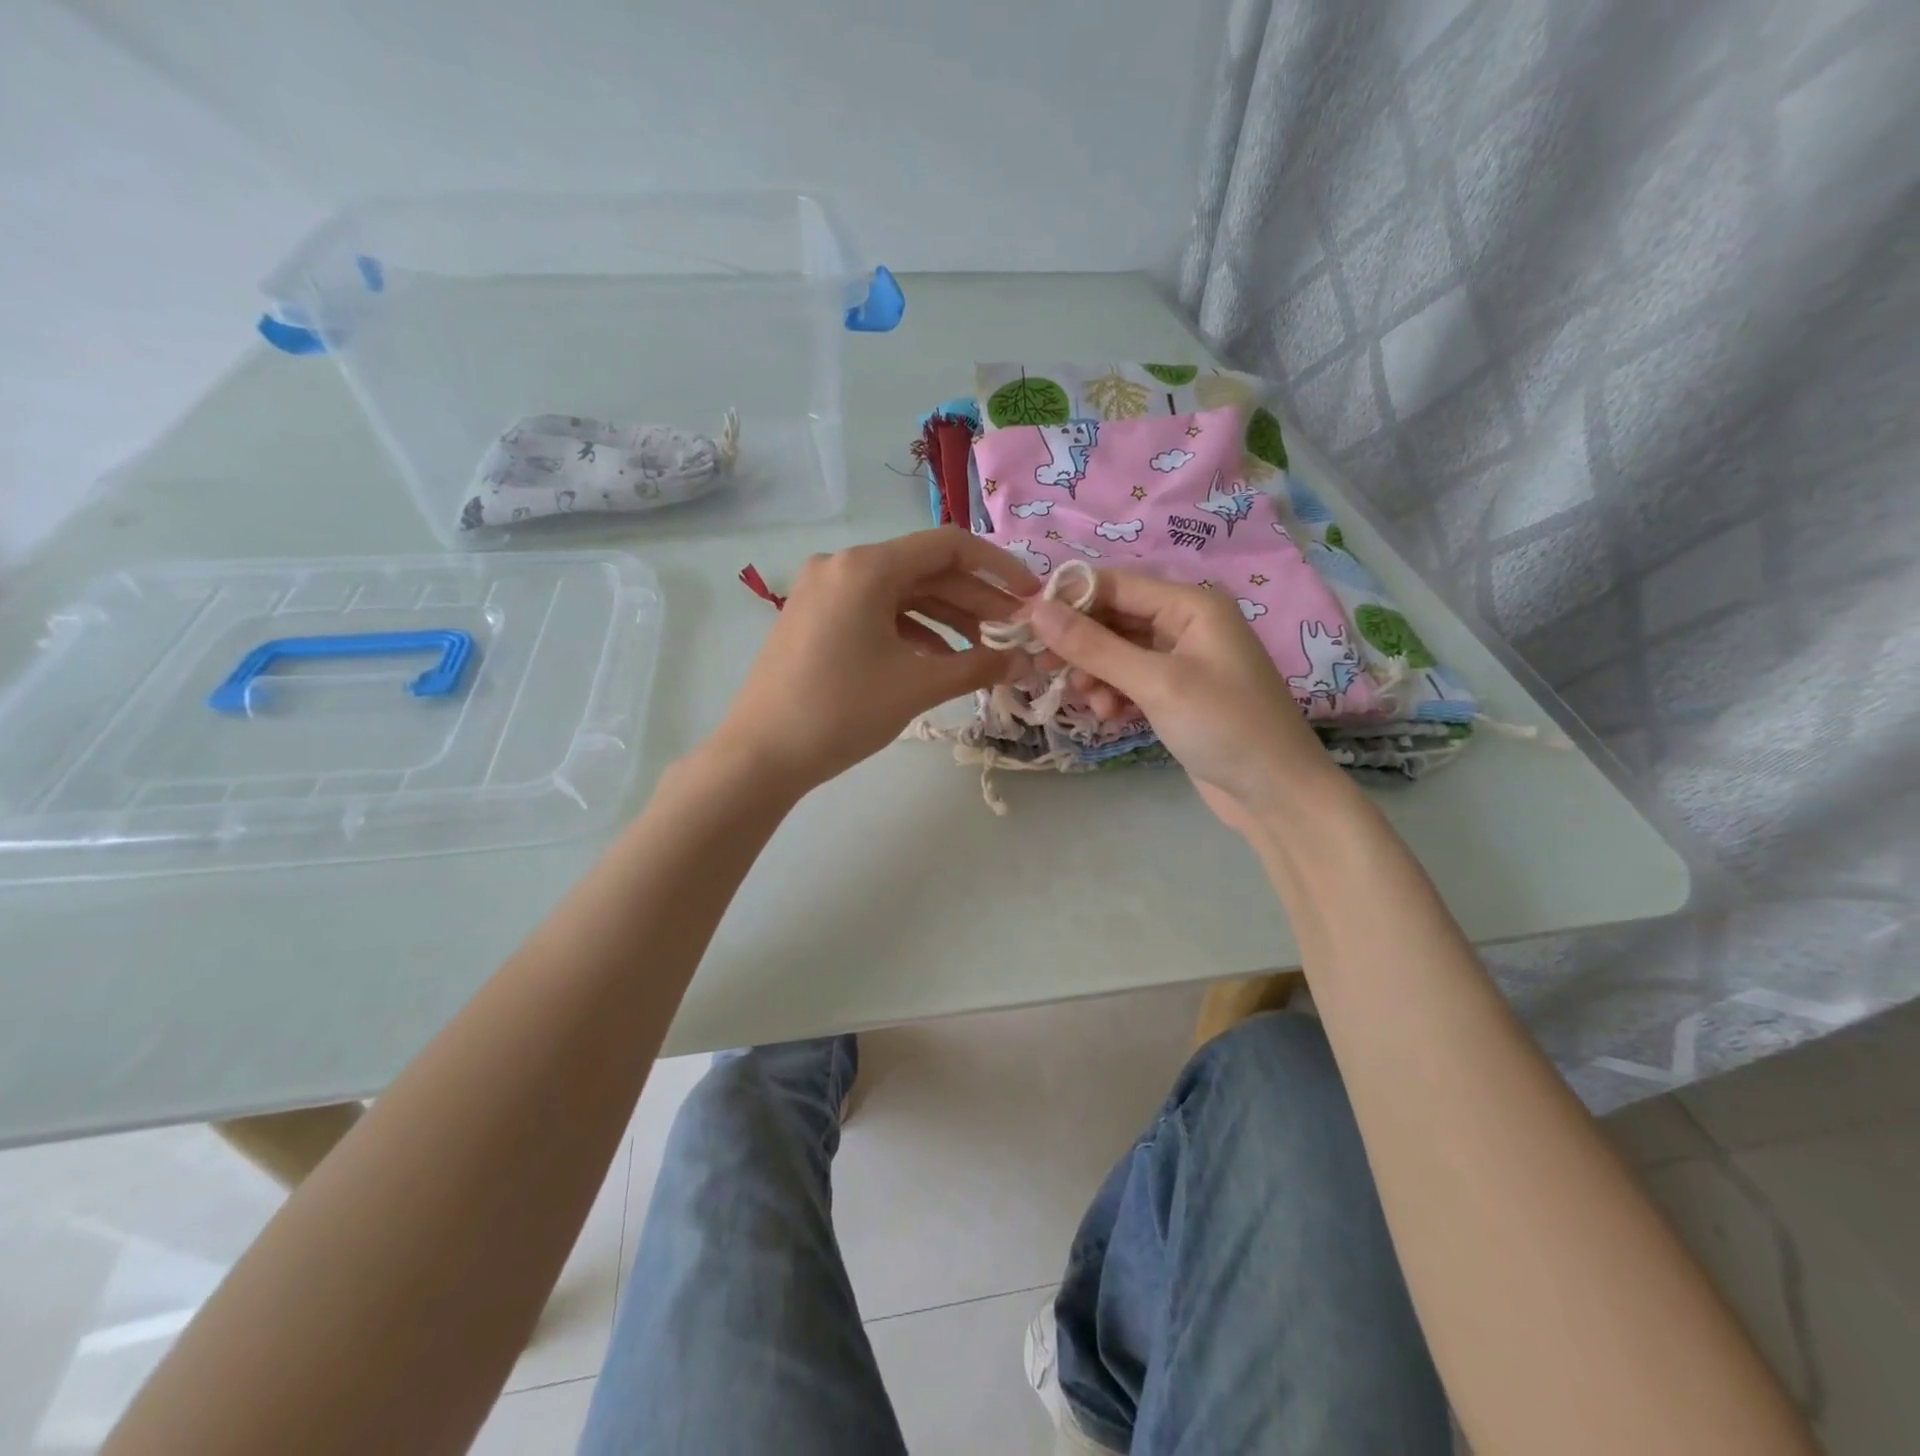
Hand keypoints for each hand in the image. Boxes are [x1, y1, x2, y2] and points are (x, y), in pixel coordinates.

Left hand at [707, 528, 1040, 796]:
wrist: (760, 755)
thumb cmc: (841, 712)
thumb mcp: (917, 686)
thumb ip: (979, 666)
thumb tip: (1029, 661)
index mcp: (866, 567)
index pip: (948, 546)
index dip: (998, 566)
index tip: (1030, 595)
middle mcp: (842, 566)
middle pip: (925, 571)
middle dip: (975, 600)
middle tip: (1014, 633)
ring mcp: (824, 592)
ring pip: (901, 594)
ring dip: (947, 619)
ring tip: (984, 651)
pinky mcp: (816, 619)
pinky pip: (876, 613)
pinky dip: (912, 631)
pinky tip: (939, 660)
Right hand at [1027, 570, 1350, 833]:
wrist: (1276, 794)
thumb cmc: (1224, 726)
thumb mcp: (1156, 682)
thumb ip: (1094, 646)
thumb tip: (1036, 610)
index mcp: (1191, 604)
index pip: (1114, 585)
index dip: (1067, 601)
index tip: (1022, 623)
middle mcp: (1185, 624)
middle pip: (1113, 619)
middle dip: (1081, 645)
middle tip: (1046, 670)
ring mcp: (1181, 661)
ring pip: (1117, 653)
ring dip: (1096, 675)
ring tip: (1095, 705)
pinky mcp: (1175, 694)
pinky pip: (1130, 681)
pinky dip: (1114, 694)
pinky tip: (1111, 717)